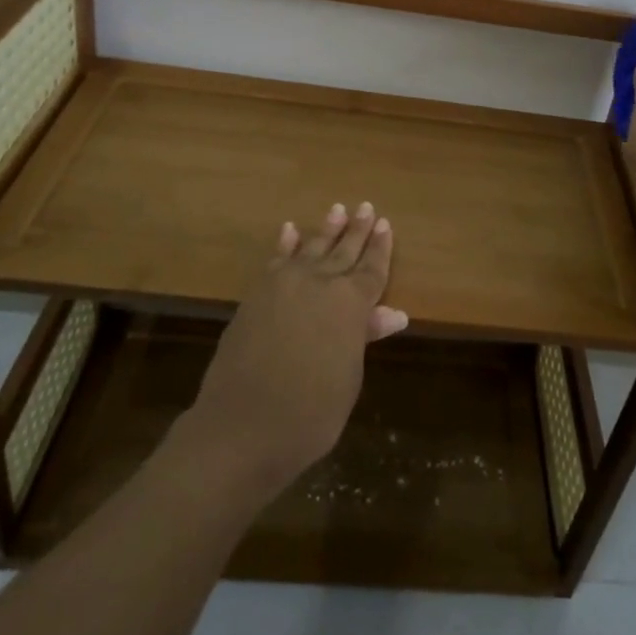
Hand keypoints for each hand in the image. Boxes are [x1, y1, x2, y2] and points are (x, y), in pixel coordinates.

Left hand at [184, 203, 407, 502]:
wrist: (241, 427)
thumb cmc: (309, 413)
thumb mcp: (348, 378)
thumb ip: (364, 337)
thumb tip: (394, 313)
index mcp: (350, 304)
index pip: (372, 270)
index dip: (380, 249)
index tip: (385, 224)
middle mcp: (320, 284)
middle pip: (344, 252)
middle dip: (356, 230)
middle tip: (365, 207)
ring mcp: (284, 285)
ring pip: (311, 249)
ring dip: (326, 230)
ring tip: (337, 209)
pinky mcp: (256, 295)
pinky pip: (276, 260)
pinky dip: (285, 244)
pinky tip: (290, 230)